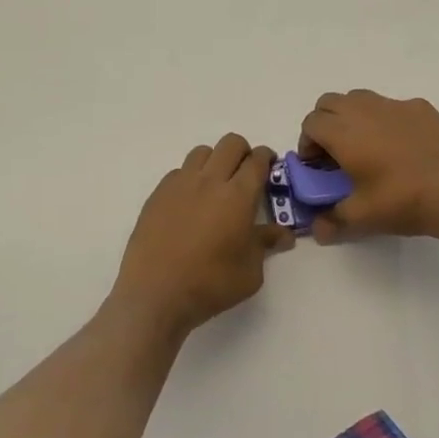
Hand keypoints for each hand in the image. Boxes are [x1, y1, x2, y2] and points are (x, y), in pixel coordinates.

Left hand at [112, 134, 290, 339]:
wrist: (155, 294)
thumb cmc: (210, 284)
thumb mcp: (250, 272)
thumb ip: (266, 244)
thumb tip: (283, 234)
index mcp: (238, 196)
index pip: (257, 160)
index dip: (266, 158)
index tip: (269, 167)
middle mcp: (210, 180)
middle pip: (231, 144)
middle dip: (243, 152)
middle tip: (246, 174)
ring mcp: (180, 184)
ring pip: (202, 152)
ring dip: (215, 161)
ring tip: (216, 186)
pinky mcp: (158, 194)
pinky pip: (179, 172)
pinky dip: (190, 178)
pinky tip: (189, 204)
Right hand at [297, 90, 438, 243]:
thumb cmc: (402, 201)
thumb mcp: (362, 218)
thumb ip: (332, 222)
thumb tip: (318, 230)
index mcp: (344, 132)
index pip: (311, 123)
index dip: (307, 143)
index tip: (317, 166)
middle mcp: (365, 110)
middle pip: (330, 103)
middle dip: (325, 124)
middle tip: (336, 153)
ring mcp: (395, 105)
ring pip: (360, 98)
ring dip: (352, 116)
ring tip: (366, 146)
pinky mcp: (421, 108)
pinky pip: (392, 106)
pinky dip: (386, 120)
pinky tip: (401, 146)